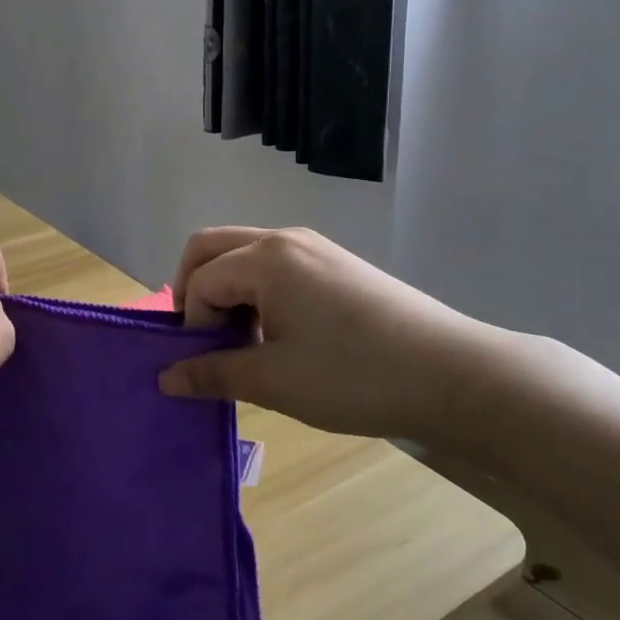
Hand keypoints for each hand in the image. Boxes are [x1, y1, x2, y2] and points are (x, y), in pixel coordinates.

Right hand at [159, 227, 495, 444]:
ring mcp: (314, 247)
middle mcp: (284, 239)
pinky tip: (281, 334)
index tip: (209, 366)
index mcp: (264, 258)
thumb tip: (164, 378)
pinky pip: (276, 265)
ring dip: (228, 291)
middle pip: (211, 247)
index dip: (192, 325)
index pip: (199, 281)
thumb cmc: (354, 376)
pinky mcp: (336, 264)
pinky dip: (258, 291)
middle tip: (203, 337)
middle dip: (193, 289)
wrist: (454, 375)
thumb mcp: (274, 380)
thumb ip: (213, 373)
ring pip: (244, 255)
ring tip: (246, 342)